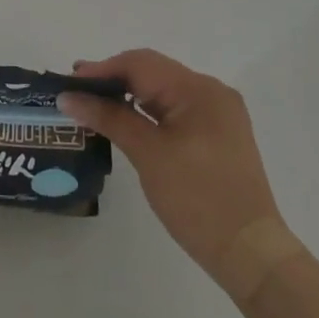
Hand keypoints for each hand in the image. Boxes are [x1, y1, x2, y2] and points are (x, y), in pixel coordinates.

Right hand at [60, 49, 299, 301]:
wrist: (250, 253)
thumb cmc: (197, 199)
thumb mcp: (148, 154)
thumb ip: (108, 118)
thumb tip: (68, 96)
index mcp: (199, 89)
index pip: (141, 64)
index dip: (102, 70)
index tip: (68, 81)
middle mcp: (211, 92)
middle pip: (153, 72)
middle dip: (113, 79)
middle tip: (76, 91)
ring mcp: (217, 113)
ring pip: (163, 90)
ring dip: (129, 95)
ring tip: (93, 104)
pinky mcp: (217, 134)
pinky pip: (175, 109)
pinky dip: (148, 111)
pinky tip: (126, 120)